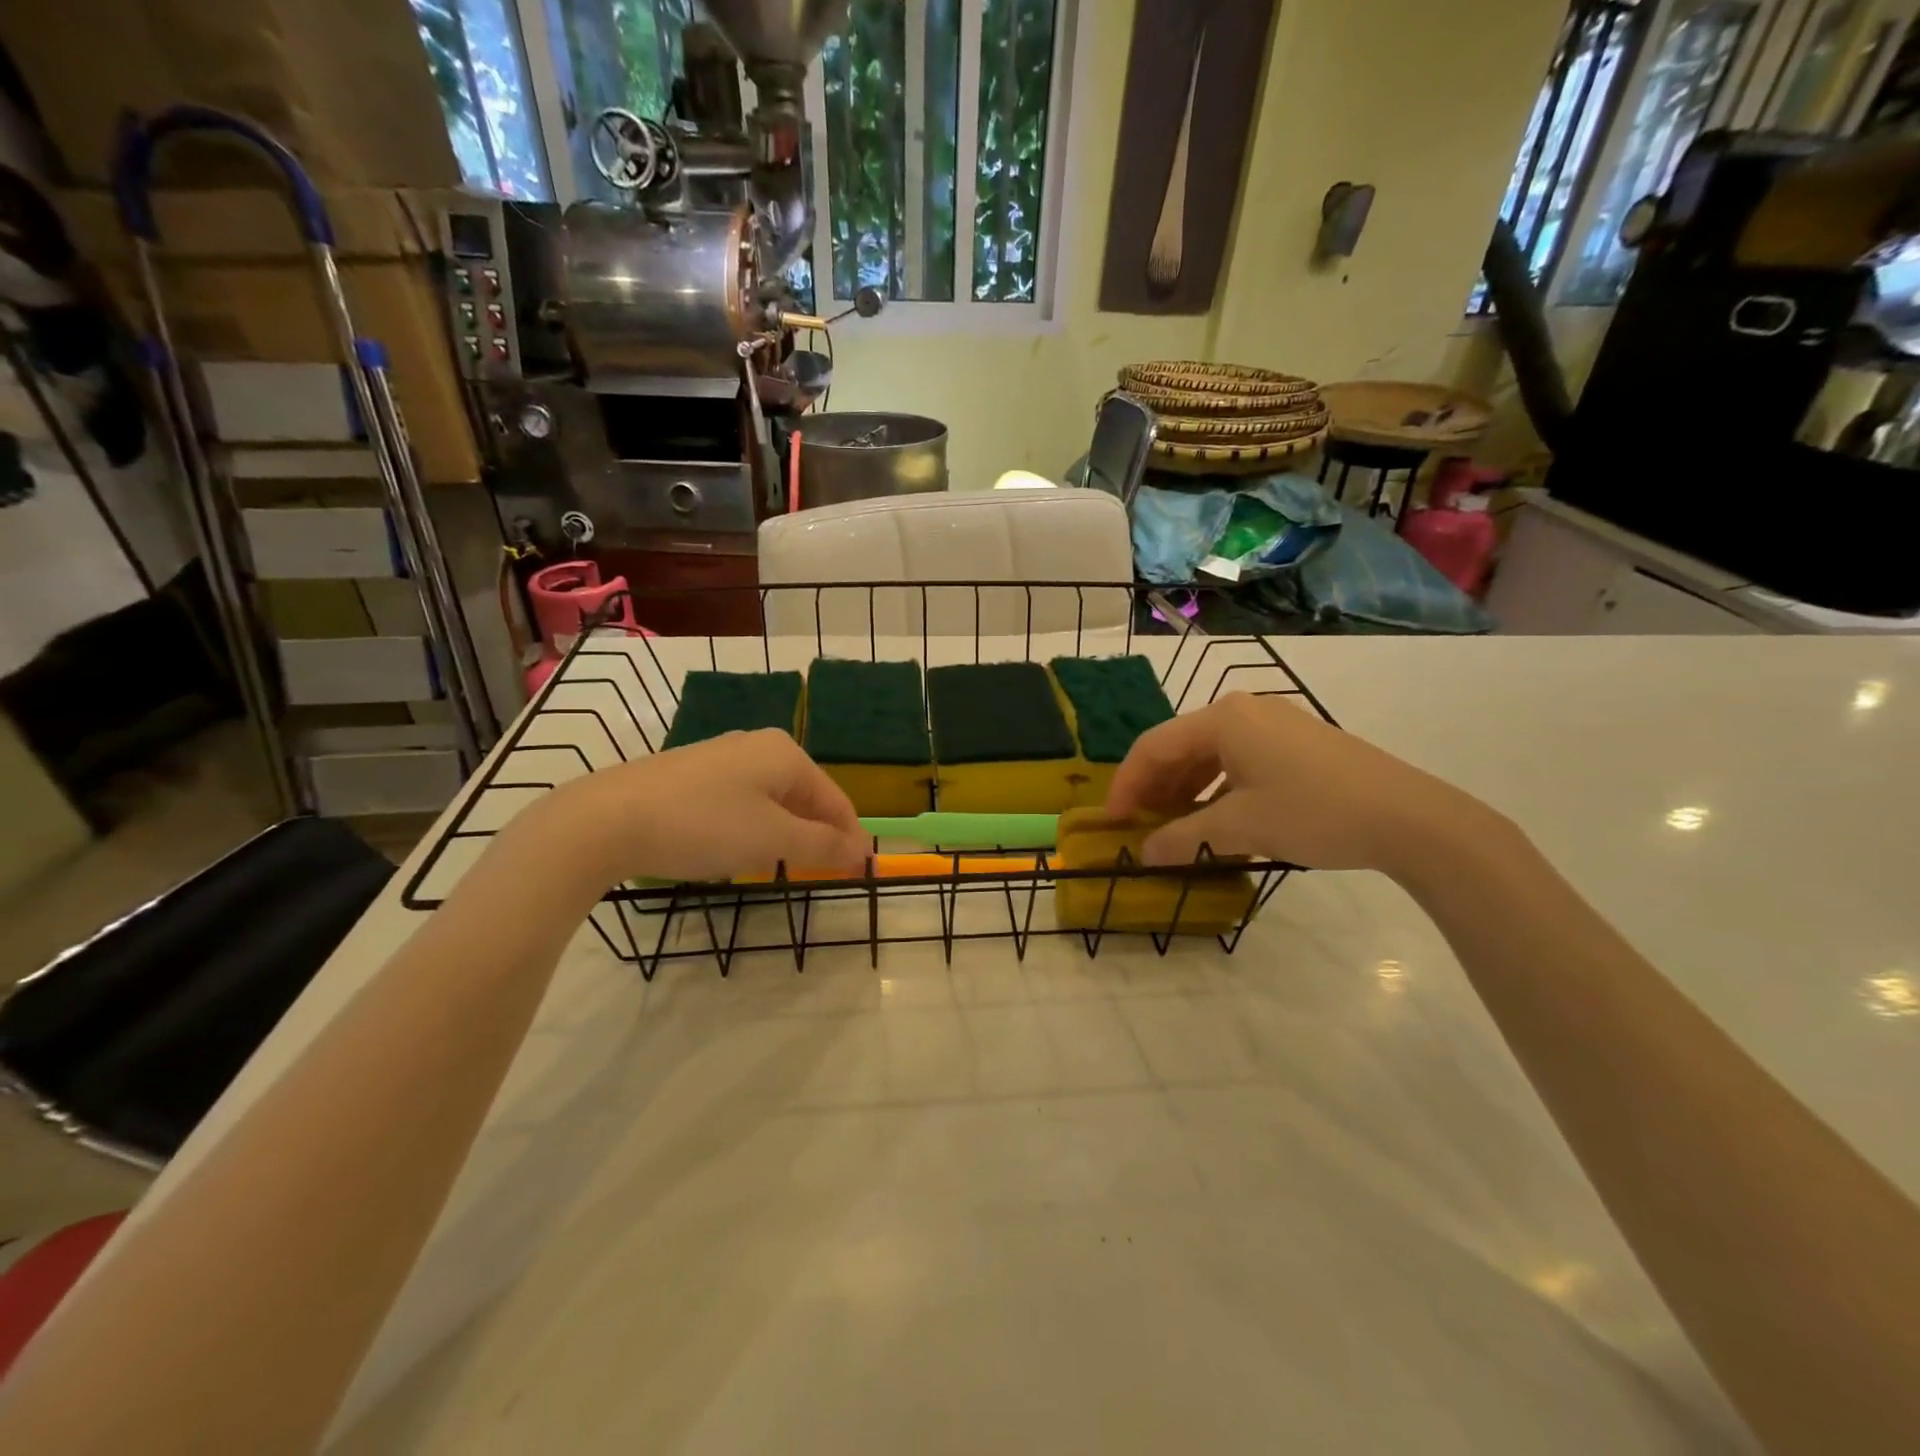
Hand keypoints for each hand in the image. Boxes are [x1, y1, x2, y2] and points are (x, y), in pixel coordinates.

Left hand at [536, 730, 868, 885]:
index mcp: (786, 754)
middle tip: (816, 873)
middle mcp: (758, 745)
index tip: (858, 874)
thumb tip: (863, 850)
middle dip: (814, 835)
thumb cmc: (704, 825)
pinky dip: (749, 826)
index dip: (849, 838)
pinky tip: (731, 848)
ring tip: (776, 865)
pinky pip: (739, 800)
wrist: (607, 819)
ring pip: (770, 799)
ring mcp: (720, 756)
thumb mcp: (773, 840)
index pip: (835, 800)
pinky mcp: (689, 773)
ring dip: (782, 833)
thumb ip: (823, 845)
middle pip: (804, 796)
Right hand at [1105, 693, 1489, 873]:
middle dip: (1155, 788)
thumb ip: (1183, 838)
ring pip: (1209, 755)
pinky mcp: (1297, 742)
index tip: (1112, 823)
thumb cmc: (1313, 812)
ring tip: (1173, 827)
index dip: (1126, 785)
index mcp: (1222, 718)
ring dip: (1184, 790)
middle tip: (1140, 827)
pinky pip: (1238, 760)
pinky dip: (1216, 788)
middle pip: (1179, 747)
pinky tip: (1216, 817)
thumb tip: (1143, 855)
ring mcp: (1273, 724)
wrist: (1409, 817)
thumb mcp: (1240, 827)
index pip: (1153, 747)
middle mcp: (1243, 710)